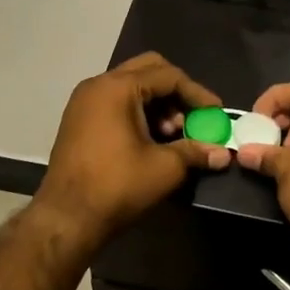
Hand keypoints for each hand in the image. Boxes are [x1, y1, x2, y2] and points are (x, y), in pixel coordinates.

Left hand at [36, 54, 231, 246]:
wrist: (65, 219)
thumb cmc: (116, 186)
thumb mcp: (164, 168)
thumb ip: (195, 152)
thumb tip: (224, 154)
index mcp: (118, 87)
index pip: (168, 76)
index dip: (197, 93)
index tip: (216, 113)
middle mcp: (98, 84)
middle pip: (148, 70)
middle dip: (176, 92)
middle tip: (192, 117)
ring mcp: (84, 101)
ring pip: (131, 86)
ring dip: (157, 103)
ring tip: (172, 134)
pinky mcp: (78, 118)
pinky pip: (115, 100)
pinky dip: (138, 111)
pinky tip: (150, 139)